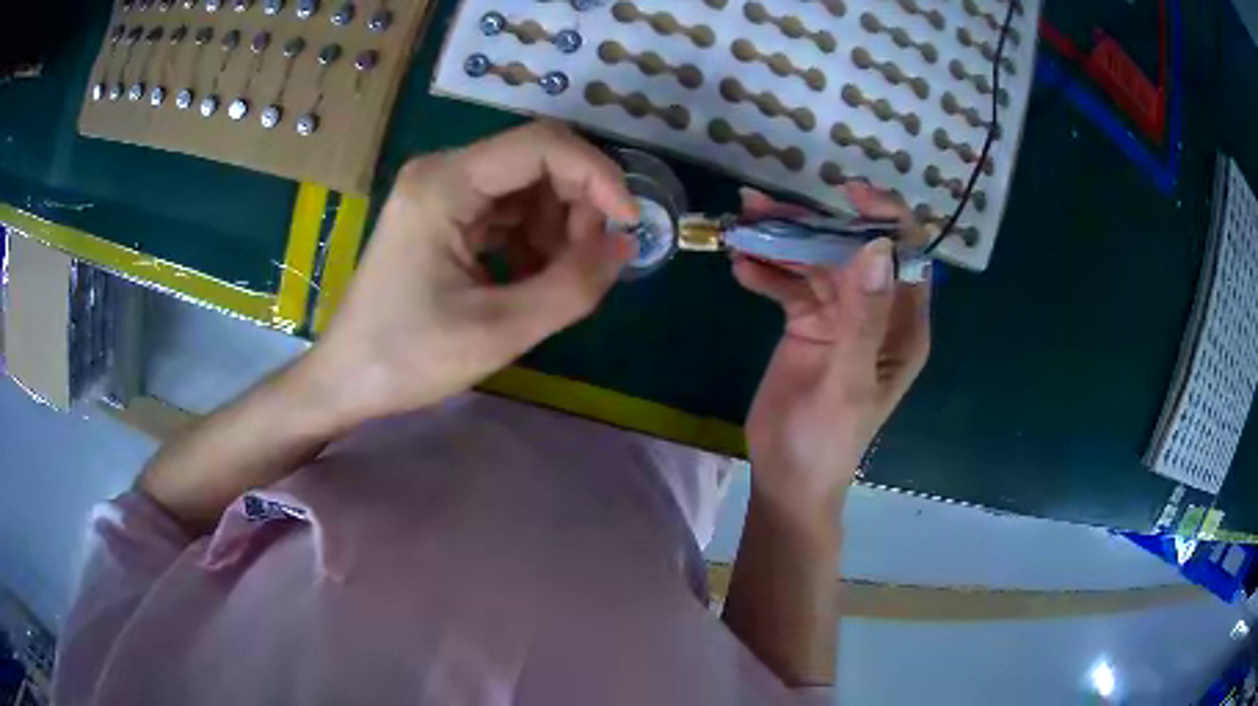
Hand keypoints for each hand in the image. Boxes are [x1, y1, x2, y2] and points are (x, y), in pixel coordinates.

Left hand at [308, 122, 638, 424]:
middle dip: (578, 204)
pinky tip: (530, 277)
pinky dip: (532, 237)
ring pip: (526, 184)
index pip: (543, 144)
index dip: (598, 176)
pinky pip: (505, 208)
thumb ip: (572, 286)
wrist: (346, 380)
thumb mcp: (499, 330)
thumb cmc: (408, 358)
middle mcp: (442, 171)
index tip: (628, 225)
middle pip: (537, 158)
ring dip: (558, 225)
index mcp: (445, 183)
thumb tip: (624, 246)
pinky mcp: (441, 214)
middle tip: (592, 260)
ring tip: (556, 278)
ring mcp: (439, 190)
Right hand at [732, 183, 930, 514]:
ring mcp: (839, 315)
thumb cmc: (828, 441)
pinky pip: (789, 285)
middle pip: (851, 251)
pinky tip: (740, 267)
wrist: (788, 477)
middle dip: (814, 225)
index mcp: (902, 325)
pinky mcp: (807, 323)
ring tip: (742, 224)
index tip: (847, 194)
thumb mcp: (848, 383)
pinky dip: (767, 273)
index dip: (884, 219)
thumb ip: (863, 319)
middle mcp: (875, 312)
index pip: (904, 255)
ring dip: (782, 242)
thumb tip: (876, 248)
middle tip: (764, 206)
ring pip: (815, 262)